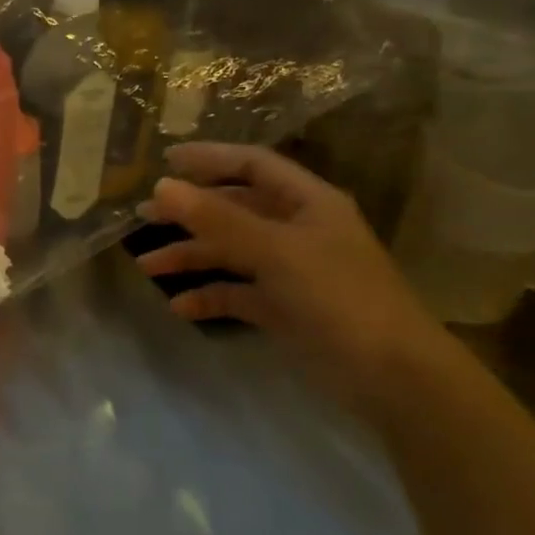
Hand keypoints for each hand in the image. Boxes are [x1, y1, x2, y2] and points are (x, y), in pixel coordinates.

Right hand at [136, 142, 454, 410]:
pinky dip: (208, 297)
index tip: (164, 161)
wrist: (391, 376)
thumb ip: (216, 219)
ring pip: (230, 253)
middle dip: (189, 213)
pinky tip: (180, 307)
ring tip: (146, 266)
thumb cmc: (338, 297)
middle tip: (144, 216)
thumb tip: (162, 186)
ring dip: (190, 256)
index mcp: (308, 203)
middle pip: (234, 210)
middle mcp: (297, 230)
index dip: (210, 159)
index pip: (253, 165)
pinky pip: (236, 294)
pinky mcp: (283, 309)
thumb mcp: (275, 251)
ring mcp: (290, 271)